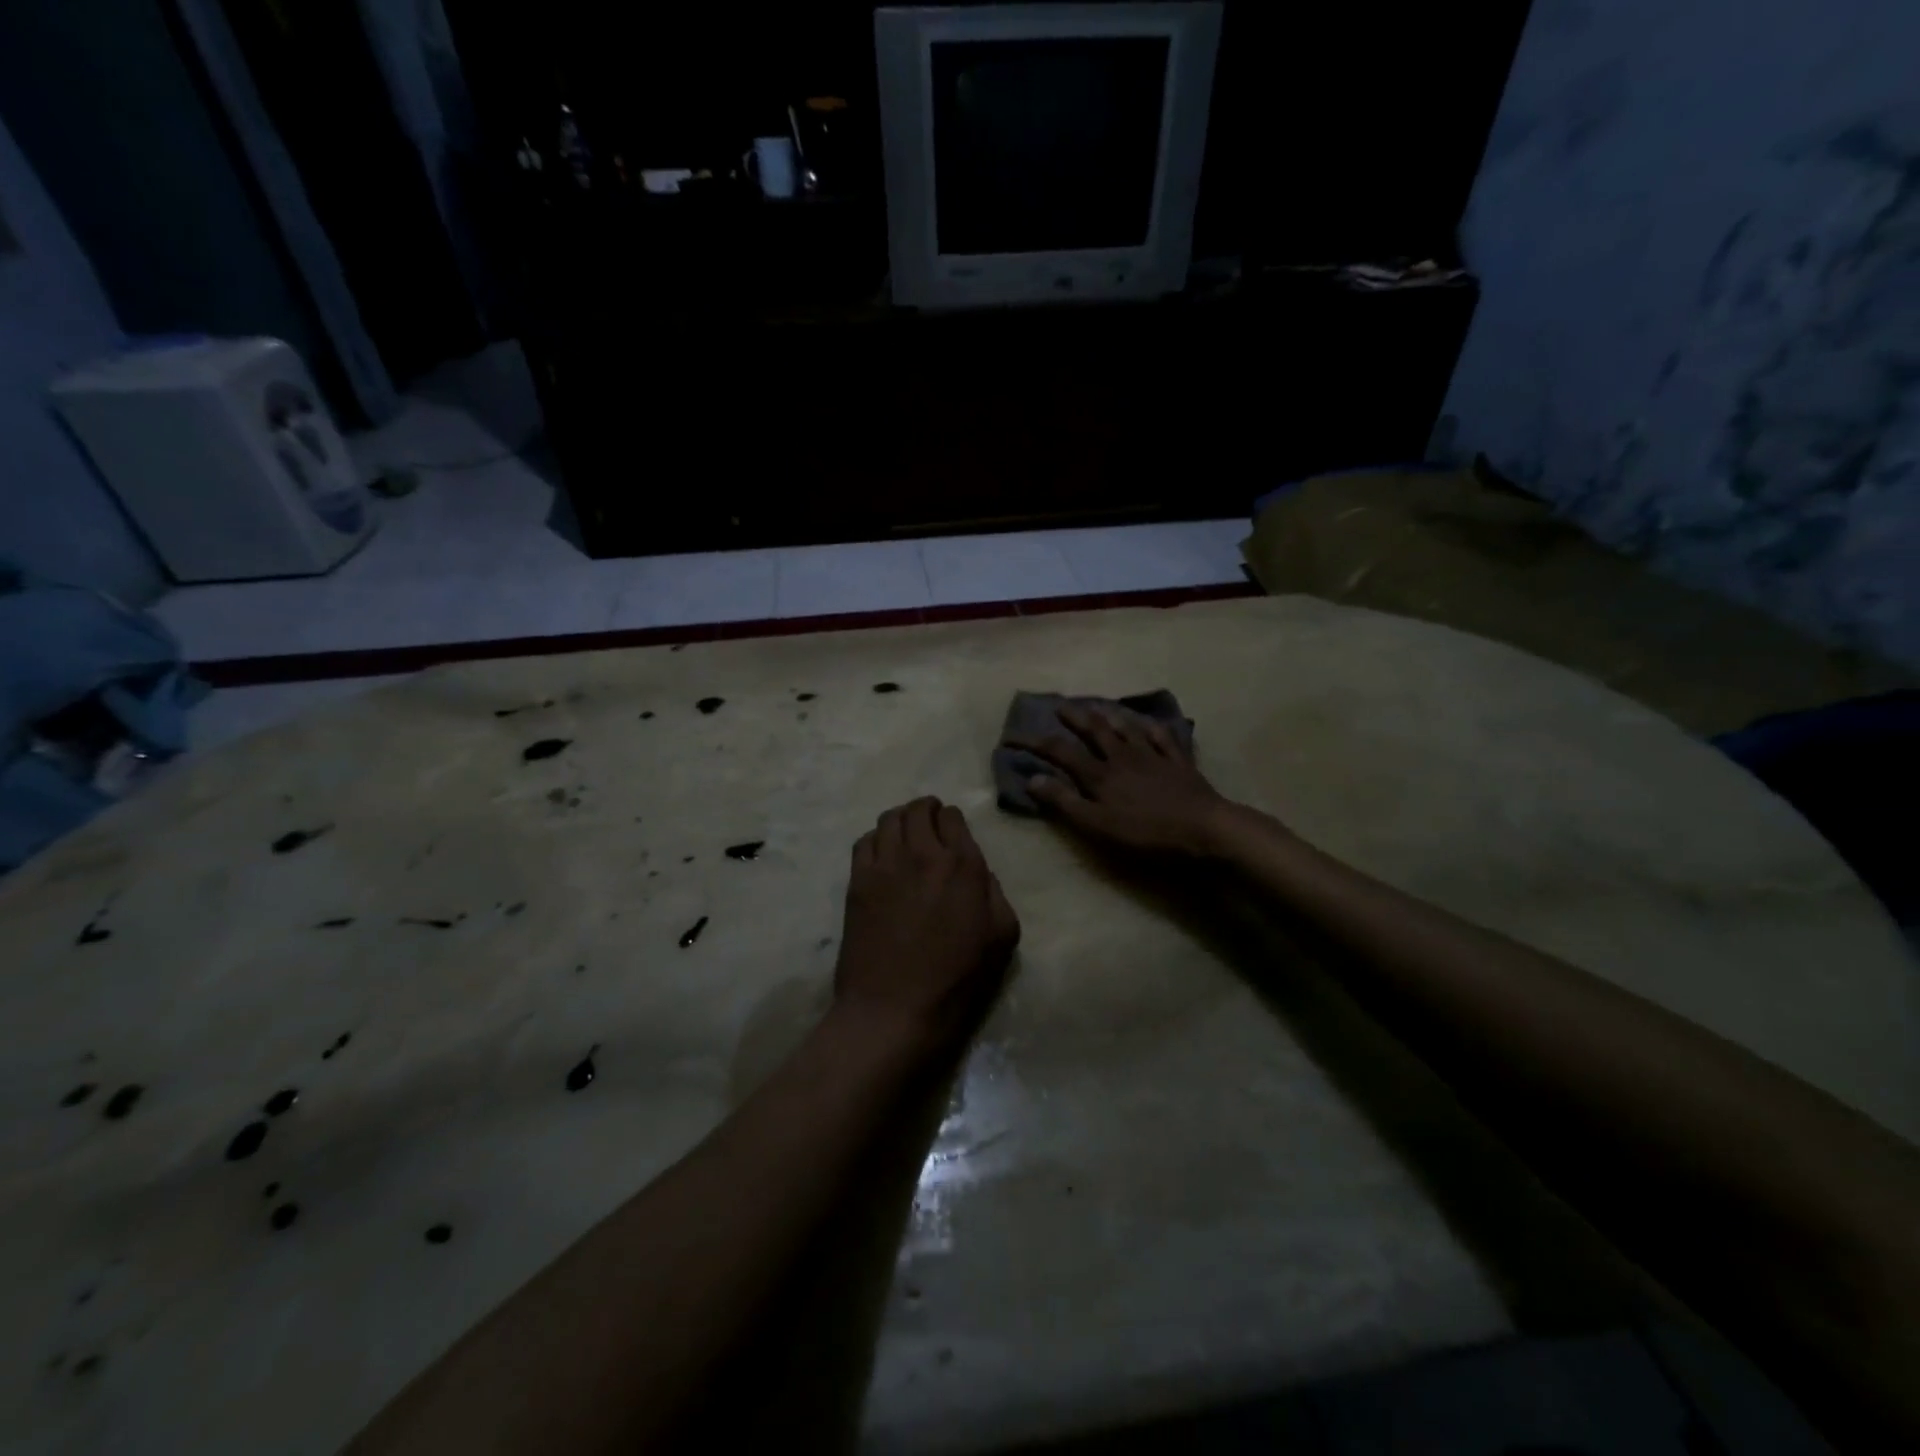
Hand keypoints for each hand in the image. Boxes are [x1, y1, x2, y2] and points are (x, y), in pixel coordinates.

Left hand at [834, 798, 1019, 1054]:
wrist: (894, 1008)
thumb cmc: (956, 980)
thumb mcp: (1002, 938)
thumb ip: (996, 894)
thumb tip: (979, 874)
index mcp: (962, 866)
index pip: (953, 817)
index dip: (953, 821)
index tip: (952, 834)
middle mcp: (923, 854)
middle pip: (918, 810)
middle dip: (926, 811)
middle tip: (929, 824)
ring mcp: (885, 865)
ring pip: (889, 819)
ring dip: (901, 820)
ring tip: (905, 835)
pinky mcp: (858, 881)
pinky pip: (864, 841)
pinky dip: (875, 839)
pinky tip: (882, 856)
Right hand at [1014, 704, 1240, 857]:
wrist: (1204, 828)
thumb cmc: (1146, 833)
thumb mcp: (1097, 825)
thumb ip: (1065, 802)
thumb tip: (1032, 779)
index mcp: (1100, 774)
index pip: (1060, 752)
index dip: (1034, 743)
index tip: (1012, 737)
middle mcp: (1123, 757)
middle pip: (1095, 731)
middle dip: (1074, 717)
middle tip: (1060, 706)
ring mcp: (1153, 756)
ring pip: (1127, 728)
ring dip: (1110, 716)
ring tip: (1099, 706)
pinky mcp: (1178, 762)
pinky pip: (1163, 737)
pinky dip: (1152, 727)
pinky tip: (1149, 723)